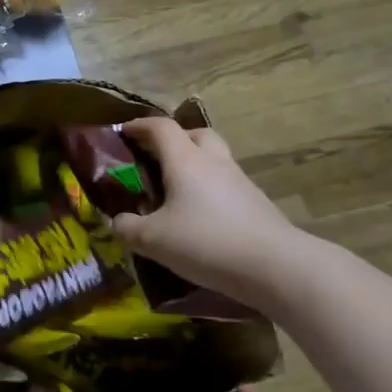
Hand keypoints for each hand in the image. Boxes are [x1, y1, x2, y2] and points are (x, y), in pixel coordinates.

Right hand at [111, 117, 304, 311]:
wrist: (275, 265)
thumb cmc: (206, 242)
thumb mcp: (153, 240)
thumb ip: (128, 228)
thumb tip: (116, 221)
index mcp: (185, 160)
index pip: (161, 127)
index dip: (139, 126)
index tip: (122, 133)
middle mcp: (213, 161)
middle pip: (195, 134)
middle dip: (174, 140)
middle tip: (155, 158)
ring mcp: (239, 181)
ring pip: (214, 158)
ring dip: (194, 165)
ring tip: (175, 190)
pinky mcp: (255, 202)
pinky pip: (226, 184)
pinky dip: (209, 189)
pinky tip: (200, 215)